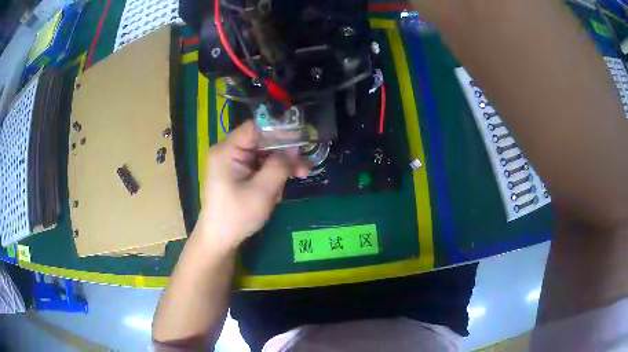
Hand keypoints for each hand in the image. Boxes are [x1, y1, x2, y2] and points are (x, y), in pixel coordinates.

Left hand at [195, 121, 308, 250]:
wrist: (219, 239)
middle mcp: (228, 151)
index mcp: (227, 150)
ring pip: (262, 155)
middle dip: (283, 154)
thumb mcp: (262, 191)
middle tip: (305, 167)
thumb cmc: (237, 215)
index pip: (255, 127)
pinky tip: (278, 190)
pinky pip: (258, 167)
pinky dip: (271, 175)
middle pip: (261, 142)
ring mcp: (231, 163)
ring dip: (280, 167)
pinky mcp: (236, 174)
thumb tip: (293, 150)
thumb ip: (279, 166)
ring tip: (296, 179)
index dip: (279, 130)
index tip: (300, 139)